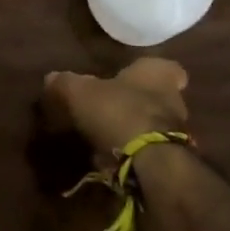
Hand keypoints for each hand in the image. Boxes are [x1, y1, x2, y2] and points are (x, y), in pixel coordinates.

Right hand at [43, 57, 189, 162]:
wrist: (151, 163)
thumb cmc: (119, 112)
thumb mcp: (81, 93)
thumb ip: (66, 83)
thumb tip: (51, 77)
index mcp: (158, 73)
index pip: (166, 67)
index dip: (148, 72)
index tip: (131, 77)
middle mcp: (174, 98)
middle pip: (157, 96)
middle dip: (135, 102)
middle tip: (110, 108)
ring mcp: (178, 131)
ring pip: (154, 125)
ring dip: (134, 130)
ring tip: (105, 138)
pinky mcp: (172, 160)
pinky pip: (150, 152)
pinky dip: (134, 155)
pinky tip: (112, 161)